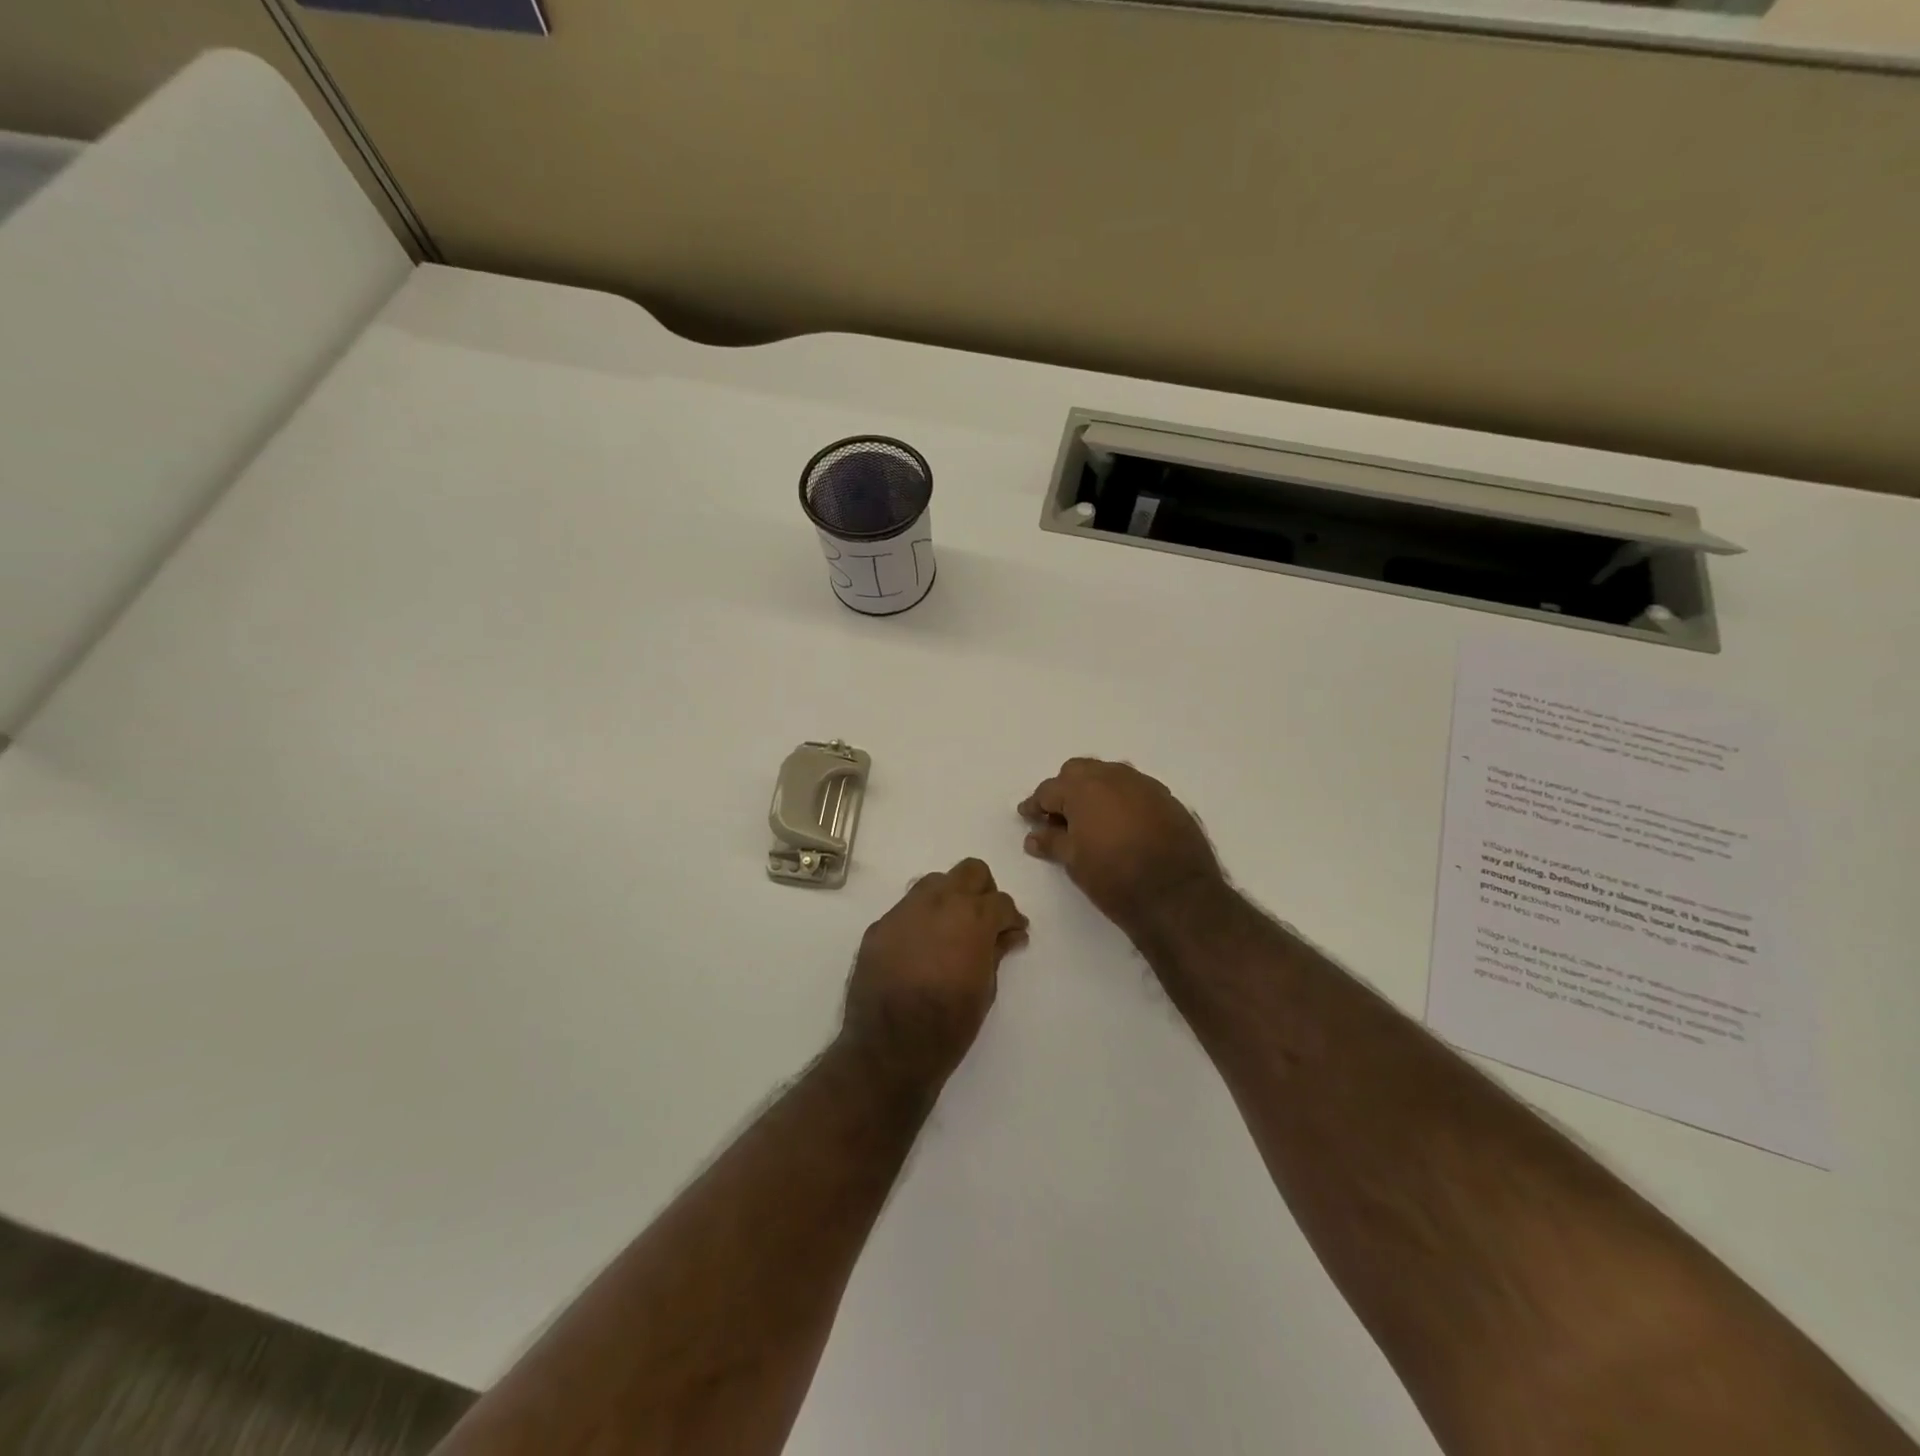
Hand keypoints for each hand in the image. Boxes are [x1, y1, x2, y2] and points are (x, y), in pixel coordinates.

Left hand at [841, 859, 1028, 1086]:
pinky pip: (906, 910)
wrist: (888, 1048)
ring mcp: (904, 911)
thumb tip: (1009, 934)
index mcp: (971, 918)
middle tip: (984, 922)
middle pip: (970, 872)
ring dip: (949, 898)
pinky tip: (921, 950)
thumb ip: (997, 952)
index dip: (1011, 918)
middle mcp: (938, 903)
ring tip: (951, 931)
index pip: (1001, 901)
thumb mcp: (985, 990)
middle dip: (983, 891)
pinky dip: (921, 920)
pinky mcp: (879, 926)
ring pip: (934, 883)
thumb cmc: (948, 1025)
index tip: (1013, 933)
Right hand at [1019, 759, 1225, 938]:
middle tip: (1059, 818)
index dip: (1035, 805)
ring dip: (1095, 791)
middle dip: (1065, 790)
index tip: (1027, 818)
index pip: (1048, 790)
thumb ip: (1051, 842)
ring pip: (1110, 776)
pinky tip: (1121, 825)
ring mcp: (1144, 785)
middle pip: (1079, 772)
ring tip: (1091, 820)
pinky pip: (1135, 790)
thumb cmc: (1114, 877)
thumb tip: (1033, 837)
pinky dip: (1122, 801)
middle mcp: (1113, 776)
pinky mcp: (1168, 799)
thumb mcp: (1074, 862)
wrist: (1177, 896)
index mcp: (1084, 788)